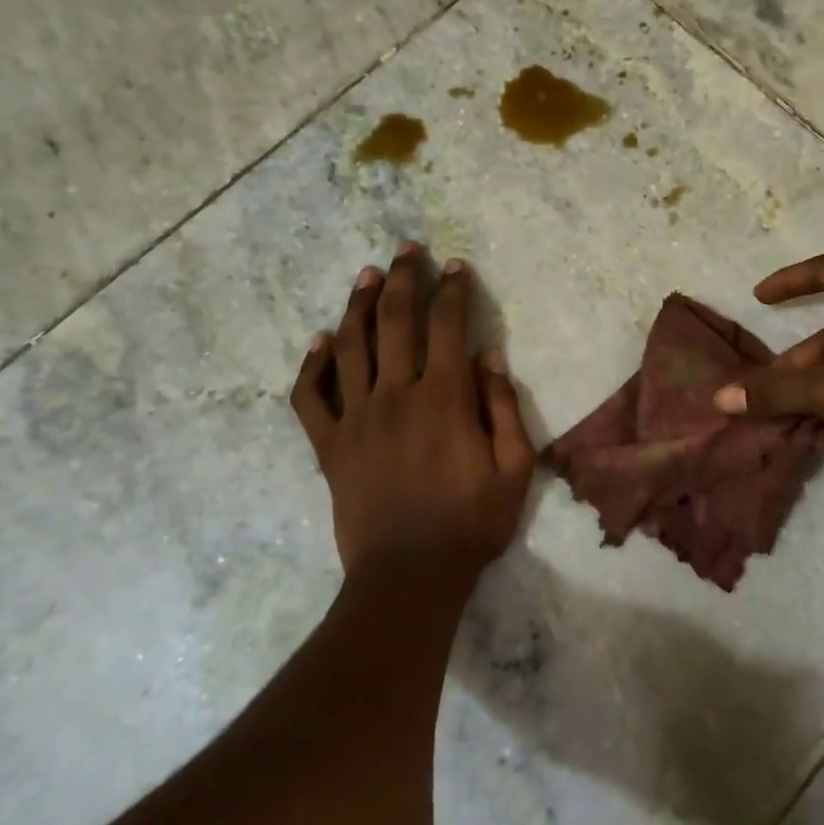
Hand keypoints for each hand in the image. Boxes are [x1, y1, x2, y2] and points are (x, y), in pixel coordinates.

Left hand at [290, 245, 534, 591]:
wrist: (409, 575)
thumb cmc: (471, 522)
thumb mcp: (514, 468)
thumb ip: (502, 406)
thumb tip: (489, 355)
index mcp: (444, 399)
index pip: (447, 327)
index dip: (452, 291)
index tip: (455, 267)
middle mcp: (395, 395)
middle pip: (394, 321)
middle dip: (403, 279)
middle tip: (407, 250)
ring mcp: (355, 418)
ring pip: (350, 346)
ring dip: (359, 304)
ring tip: (367, 275)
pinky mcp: (329, 445)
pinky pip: (310, 396)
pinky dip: (313, 364)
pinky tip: (322, 341)